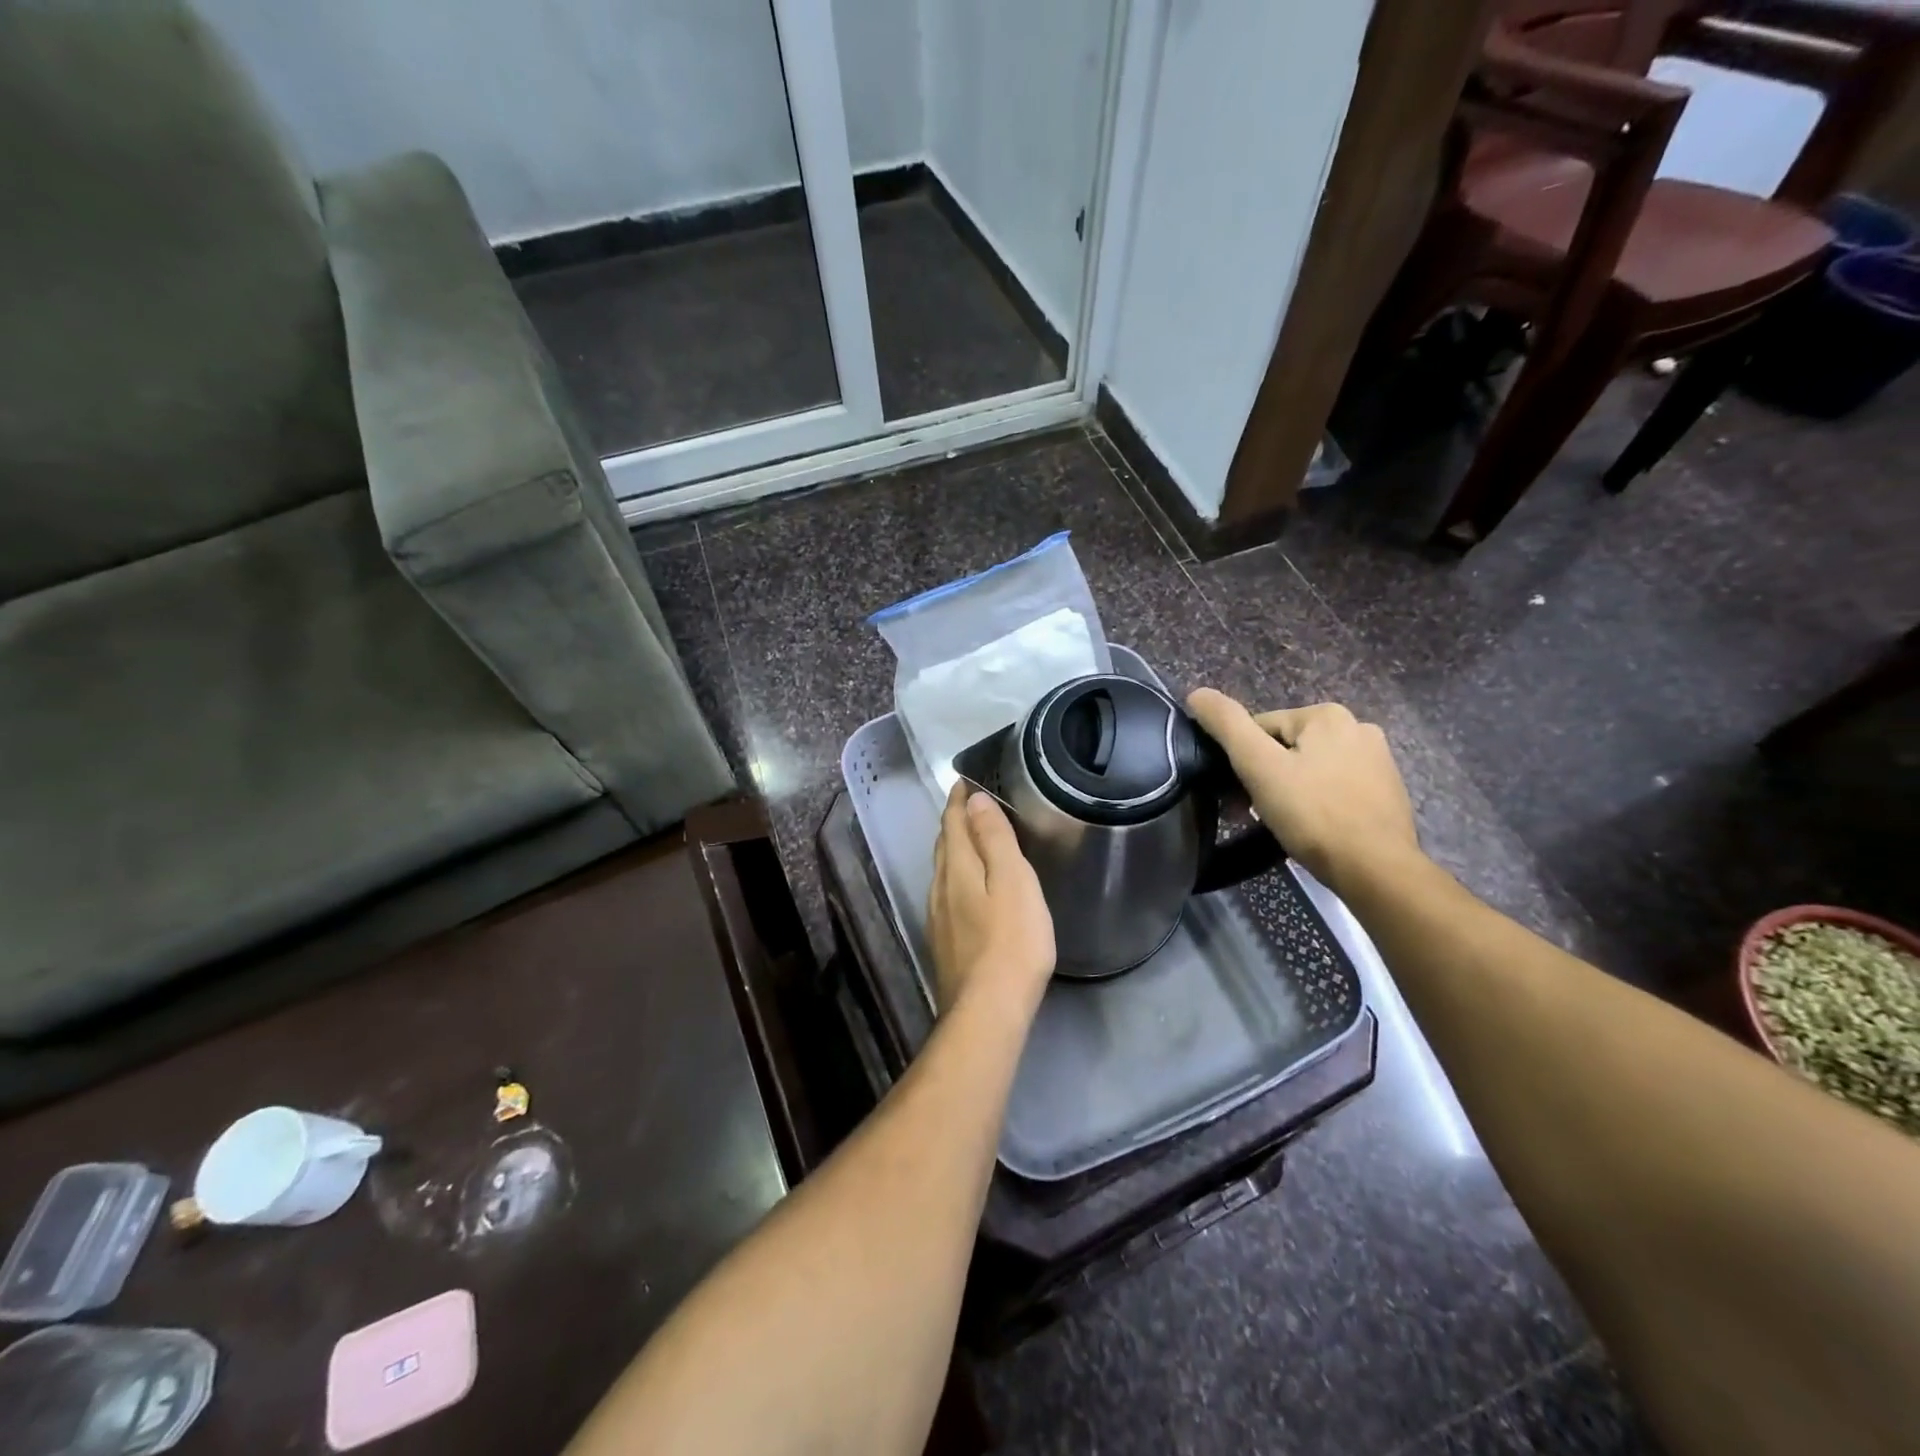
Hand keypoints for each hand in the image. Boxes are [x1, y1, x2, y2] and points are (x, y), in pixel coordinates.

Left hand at [927, 784, 1055, 1018]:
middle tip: (968, 805)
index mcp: (957, 868)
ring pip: (942, 871)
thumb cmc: (1011, 941)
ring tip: (969, 840)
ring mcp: (938, 918)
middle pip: (944, 845)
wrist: (988, 1010)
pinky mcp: (944, 942)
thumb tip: (973, 800)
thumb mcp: (1012, 881)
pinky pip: (946, 894)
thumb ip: (994, 839)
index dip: (958, 800)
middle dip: (954, 822)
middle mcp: (940, 888)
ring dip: (953, 849)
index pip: (952, 823)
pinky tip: (966, 890)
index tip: (964, 781)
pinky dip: (955, 877)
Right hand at [1187, 689, 1419, 894]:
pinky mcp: (1386, 790)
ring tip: (1280, 824)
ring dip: (1287, 790)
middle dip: (1264, 777)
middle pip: (1286, 747)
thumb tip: (1197, 693)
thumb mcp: (1259, 766)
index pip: (1260, 728)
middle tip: (1251, 813)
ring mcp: (1377, 759)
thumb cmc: (1312, 815)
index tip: (1236, 795)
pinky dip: (1316, 802)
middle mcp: (1357, 727)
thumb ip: (1227, 725)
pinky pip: (1334, 787)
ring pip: (1309, 768)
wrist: (1376, 870)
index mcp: (1326, 715)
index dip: (1240, 761)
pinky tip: (1311, 827)